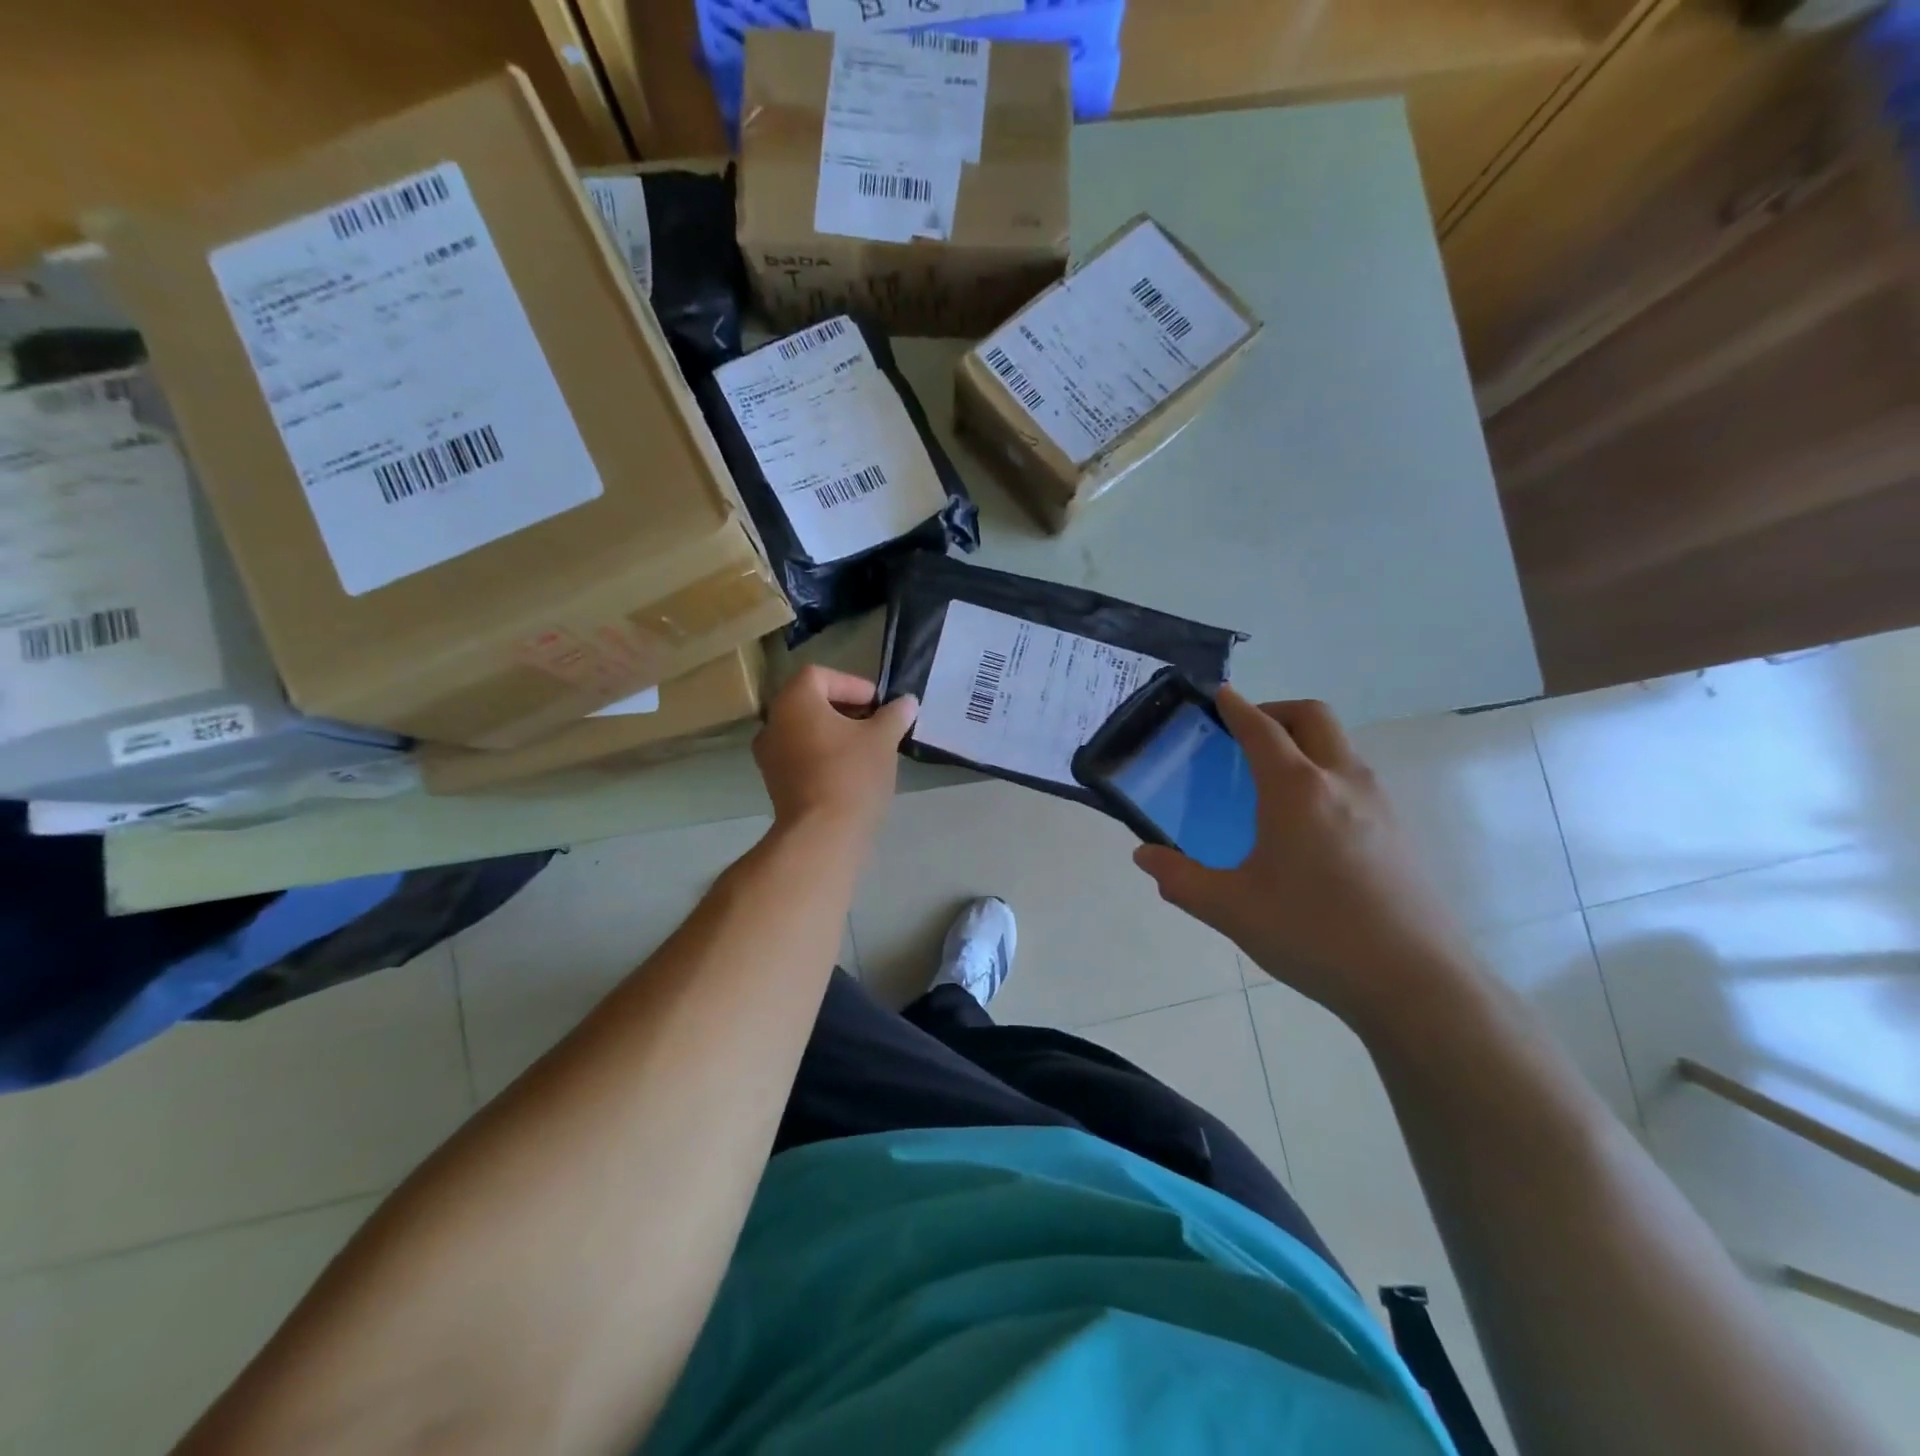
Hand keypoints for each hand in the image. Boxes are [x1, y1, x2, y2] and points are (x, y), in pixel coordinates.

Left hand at [753, 666, 917, 840]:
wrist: (822, 835)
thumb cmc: (851, 774)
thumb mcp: (883, 739)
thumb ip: (895, 715)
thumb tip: (907, 702)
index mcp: (793, 702)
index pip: (820, 675)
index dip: (852, 684)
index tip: (878, 704)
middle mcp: (773, 723)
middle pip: (810, 703)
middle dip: (845, 710)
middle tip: (876, 724)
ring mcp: (770, 757)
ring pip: (805, 731)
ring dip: (834, 734)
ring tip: (867, 748)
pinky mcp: (775, 784)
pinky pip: (801, 757)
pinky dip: (823, 756)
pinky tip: (850, 772)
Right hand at [1134, 689, 1472, 1028]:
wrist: (1414, 983)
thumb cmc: (1312, 934)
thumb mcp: (1230, 908)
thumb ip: (1180, 878)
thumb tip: (1144, 856)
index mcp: (1296, 790)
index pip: (1262, 729)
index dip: (1236, 707)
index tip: (1219, 694)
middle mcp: (1342, 781)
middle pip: (1312, 717)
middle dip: (1276, 711)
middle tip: (1245, 733)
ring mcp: (1378, 804)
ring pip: (1340, 745)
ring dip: (1305, 741)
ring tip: (1273, 778)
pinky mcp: (1398, 830)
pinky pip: (1356, 777)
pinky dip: (1326, 771)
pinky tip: (1309, 822)